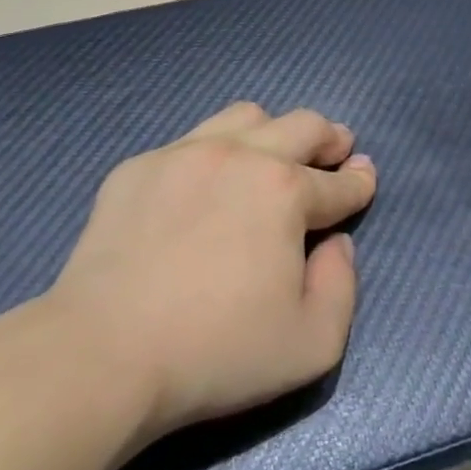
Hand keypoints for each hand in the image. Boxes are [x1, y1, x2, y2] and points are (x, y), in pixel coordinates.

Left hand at [48, 103, 375, 439]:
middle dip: (328, 136)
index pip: (339, 182)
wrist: (106, 352)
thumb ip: (343, 285)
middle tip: (334, 148)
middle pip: (300, 125)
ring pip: (244, 117)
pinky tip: (205, 185)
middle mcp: (240, 155)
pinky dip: (214, 153)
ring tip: (272, 155)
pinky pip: (190, 140)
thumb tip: (337, 243)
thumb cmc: (218, 352)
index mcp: (285, 191)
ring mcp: (184, 154)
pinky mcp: (139, 167)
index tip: (364, 176)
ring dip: (272, 131)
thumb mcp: (313, 343)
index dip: (360, 181)